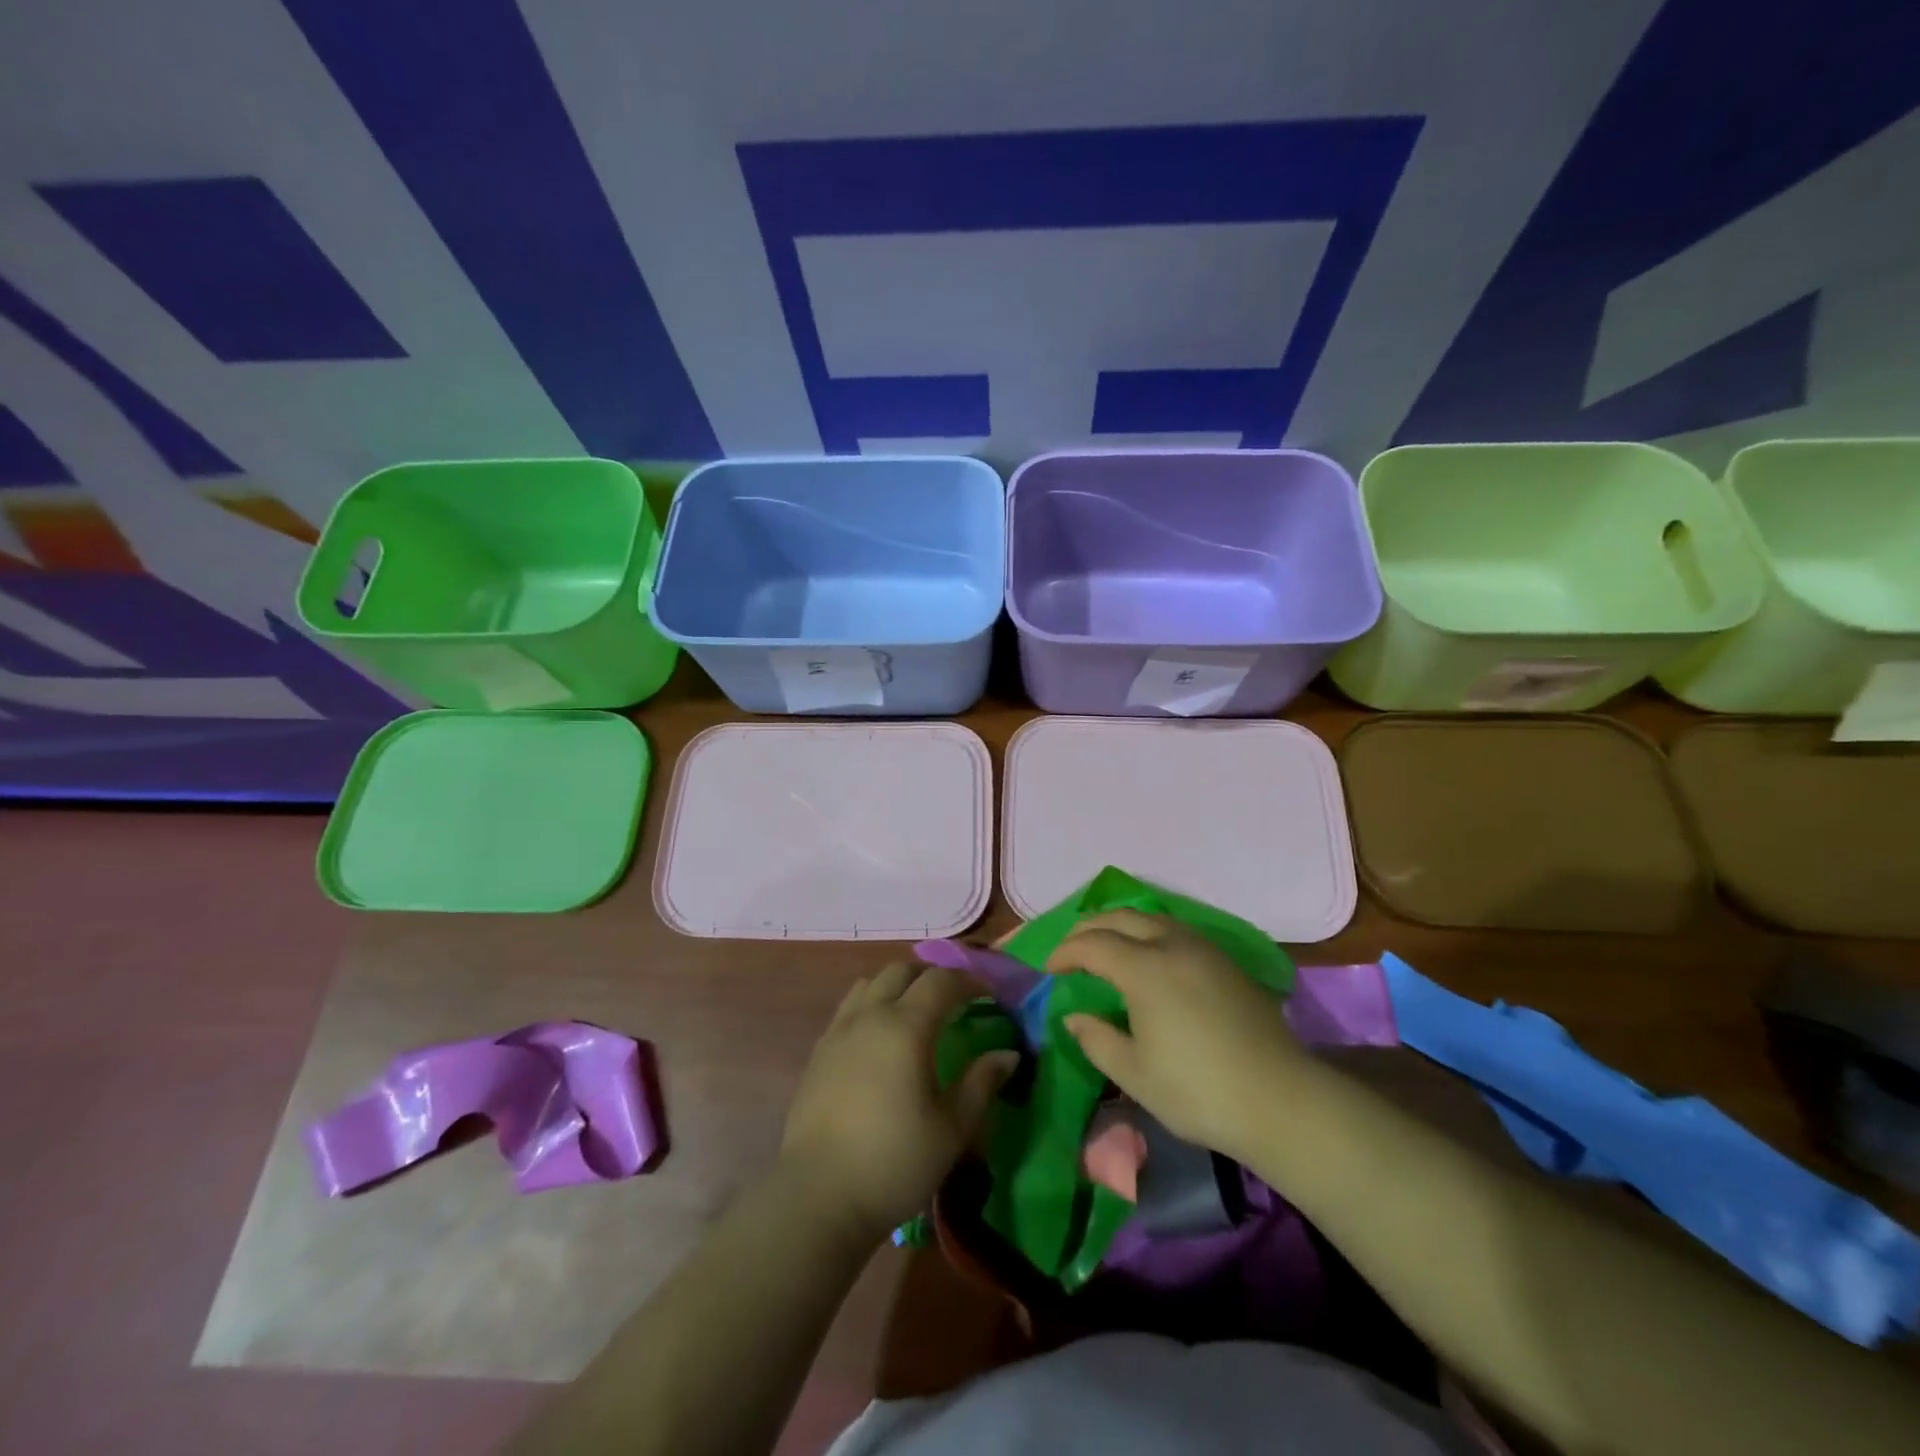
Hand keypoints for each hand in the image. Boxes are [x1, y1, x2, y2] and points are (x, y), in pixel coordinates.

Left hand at [779, 963, 1016, 1244]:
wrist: (818, 1196)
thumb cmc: (894, 1162)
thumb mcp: (951, 1129)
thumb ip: (981, 1084)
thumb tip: (1008, 1054)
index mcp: (906, 1026)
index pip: (941, 981)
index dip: (969, 981)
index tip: (990, 995)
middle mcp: (870, 1016)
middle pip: (902, 970)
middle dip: (932, 975)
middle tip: (955, 999)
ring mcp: (839, 1031)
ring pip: (871, 983)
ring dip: (898, 985)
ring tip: (916, 1011)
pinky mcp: (819, 1051)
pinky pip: (850, 1007)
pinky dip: (872, 1004)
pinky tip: (880, 1037)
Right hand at [1046, 909, 1309, 1164]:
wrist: (1281, 1101)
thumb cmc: (1198, 1091)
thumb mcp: (1134, 1074)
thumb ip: (1096, 1039)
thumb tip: (1074, 1017)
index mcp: (1144, 968)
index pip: (1092, 944)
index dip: (1065, 952)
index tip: (1050, 970)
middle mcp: (1173, 945)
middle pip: (1121, 918)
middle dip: (1089, 927)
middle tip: (1072, 949)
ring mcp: (1205, 950)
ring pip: (1153, 918)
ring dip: (1122, 925)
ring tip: (1108, 947)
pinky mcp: (1228, 963)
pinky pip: (1178, 931)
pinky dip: (1151, 933)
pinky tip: (1151, 959)